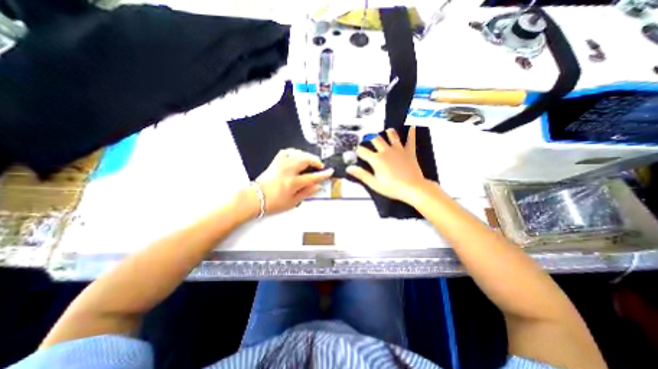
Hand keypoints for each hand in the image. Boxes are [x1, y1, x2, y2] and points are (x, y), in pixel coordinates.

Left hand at [254, 147, 331, 213]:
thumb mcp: (293, 202)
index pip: (313, 177)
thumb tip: (317, 187)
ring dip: (306, 156)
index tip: (329, 171)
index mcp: (293, 183)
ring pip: (297, 153)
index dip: (323, 174)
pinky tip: (296, 157)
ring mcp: (281, 164)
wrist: (255, 198)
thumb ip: (307, 193)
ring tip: (310, 161)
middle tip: (320, 165)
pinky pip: (286, 151)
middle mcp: (287, 171)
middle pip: (306, 159)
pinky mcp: (275, 162)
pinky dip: (294, 152)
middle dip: (316, 160)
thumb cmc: (272, 202)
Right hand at [346, 126, 429, 202]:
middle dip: (370, 137)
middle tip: (368, 136)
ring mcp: (398, 150)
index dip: (358, 150)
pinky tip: (412, 126)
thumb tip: (349, 168)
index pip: (363, 151)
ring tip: (387, 130)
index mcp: (377, 160)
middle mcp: (386, 152)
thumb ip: (361, 174)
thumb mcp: (374, 183)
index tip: (356, 151)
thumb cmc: (393, 188)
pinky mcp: (409, 152)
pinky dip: (411, 133)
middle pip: (376, 139)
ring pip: (392, 136)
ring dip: (389, 132)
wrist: (412, 189)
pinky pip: (410, 140)